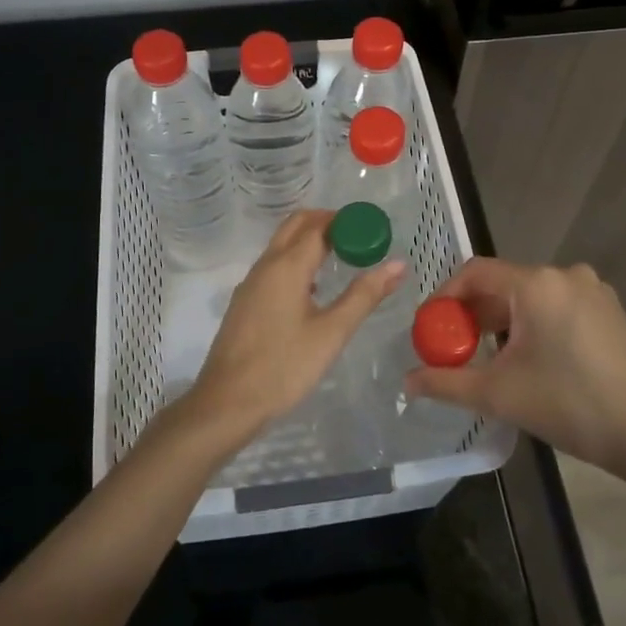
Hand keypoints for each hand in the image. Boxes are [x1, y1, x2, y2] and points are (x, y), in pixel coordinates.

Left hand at [175, 211, 404, 449]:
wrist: (227, 403)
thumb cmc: (284, 367)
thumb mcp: (332, 333)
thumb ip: (364, 295)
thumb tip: (398, 264)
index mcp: (287, 266)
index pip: (319, 225)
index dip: (347, 222)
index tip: (373, 229)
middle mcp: (266, 266)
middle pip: (296, 226)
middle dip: (327, 223)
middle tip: (359, 237)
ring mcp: (251, 284)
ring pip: (281, 245)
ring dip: (310, 241)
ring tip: (342, 258)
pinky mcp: (245, 302)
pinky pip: (273, 266)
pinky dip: (296, 261)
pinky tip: (313, 289)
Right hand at [405, 258, 625, 485]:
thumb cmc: (571, 405)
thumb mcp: (499, 394)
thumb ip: (447, 382)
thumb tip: (407, 381)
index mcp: (537, 284)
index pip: (475, 272)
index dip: (445, 296)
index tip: (431, 327)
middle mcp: (566, 275)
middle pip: (503, 284)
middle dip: (473, 314)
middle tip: (455, 348)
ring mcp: (594, 291)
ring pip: (531, 297)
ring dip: (503, 322)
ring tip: (490, 359)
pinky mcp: (611, 311)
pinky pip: (557, 307)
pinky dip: (534, 325)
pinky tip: (532, 361)